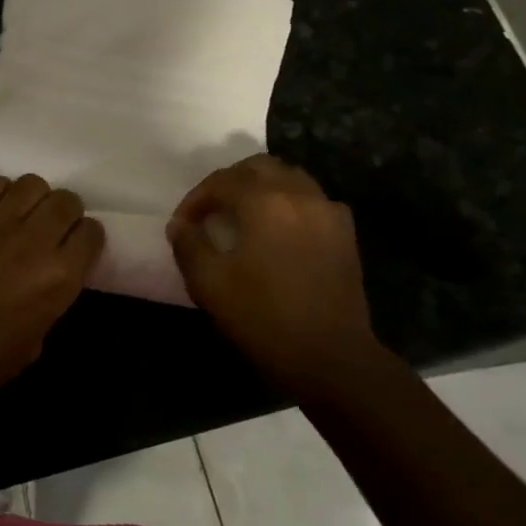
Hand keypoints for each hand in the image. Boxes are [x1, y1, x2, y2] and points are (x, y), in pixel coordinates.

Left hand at [0, 175, 105, 407]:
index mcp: (60, 276)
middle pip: (67, 201)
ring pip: (34, 183)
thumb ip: (50, 300)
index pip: (92, 233)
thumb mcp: (36, 341)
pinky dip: (1, 192)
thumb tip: (47, 281)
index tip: (76, 249)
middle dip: (66, 214)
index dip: (86, 240)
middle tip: (53, 230)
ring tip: (24, 216)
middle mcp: (35, 240)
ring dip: (36, 198)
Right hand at [167, 155, 383, 395]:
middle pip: (259, 167)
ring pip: (290, 177)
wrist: (331, 358)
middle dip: (230, 182)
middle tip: (212, 209)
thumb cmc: (264, 318)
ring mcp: (328, 212)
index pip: (221, 181)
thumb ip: (189, 246)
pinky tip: (280, 230)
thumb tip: (180, 225)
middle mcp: (300, 195)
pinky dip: (290, 203)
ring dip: (262, 187)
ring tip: (243, 215)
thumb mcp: (210, 285)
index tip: (183, 224)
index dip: (196, 199)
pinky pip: (313, 199)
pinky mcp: (345, 234)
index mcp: (265, 202)